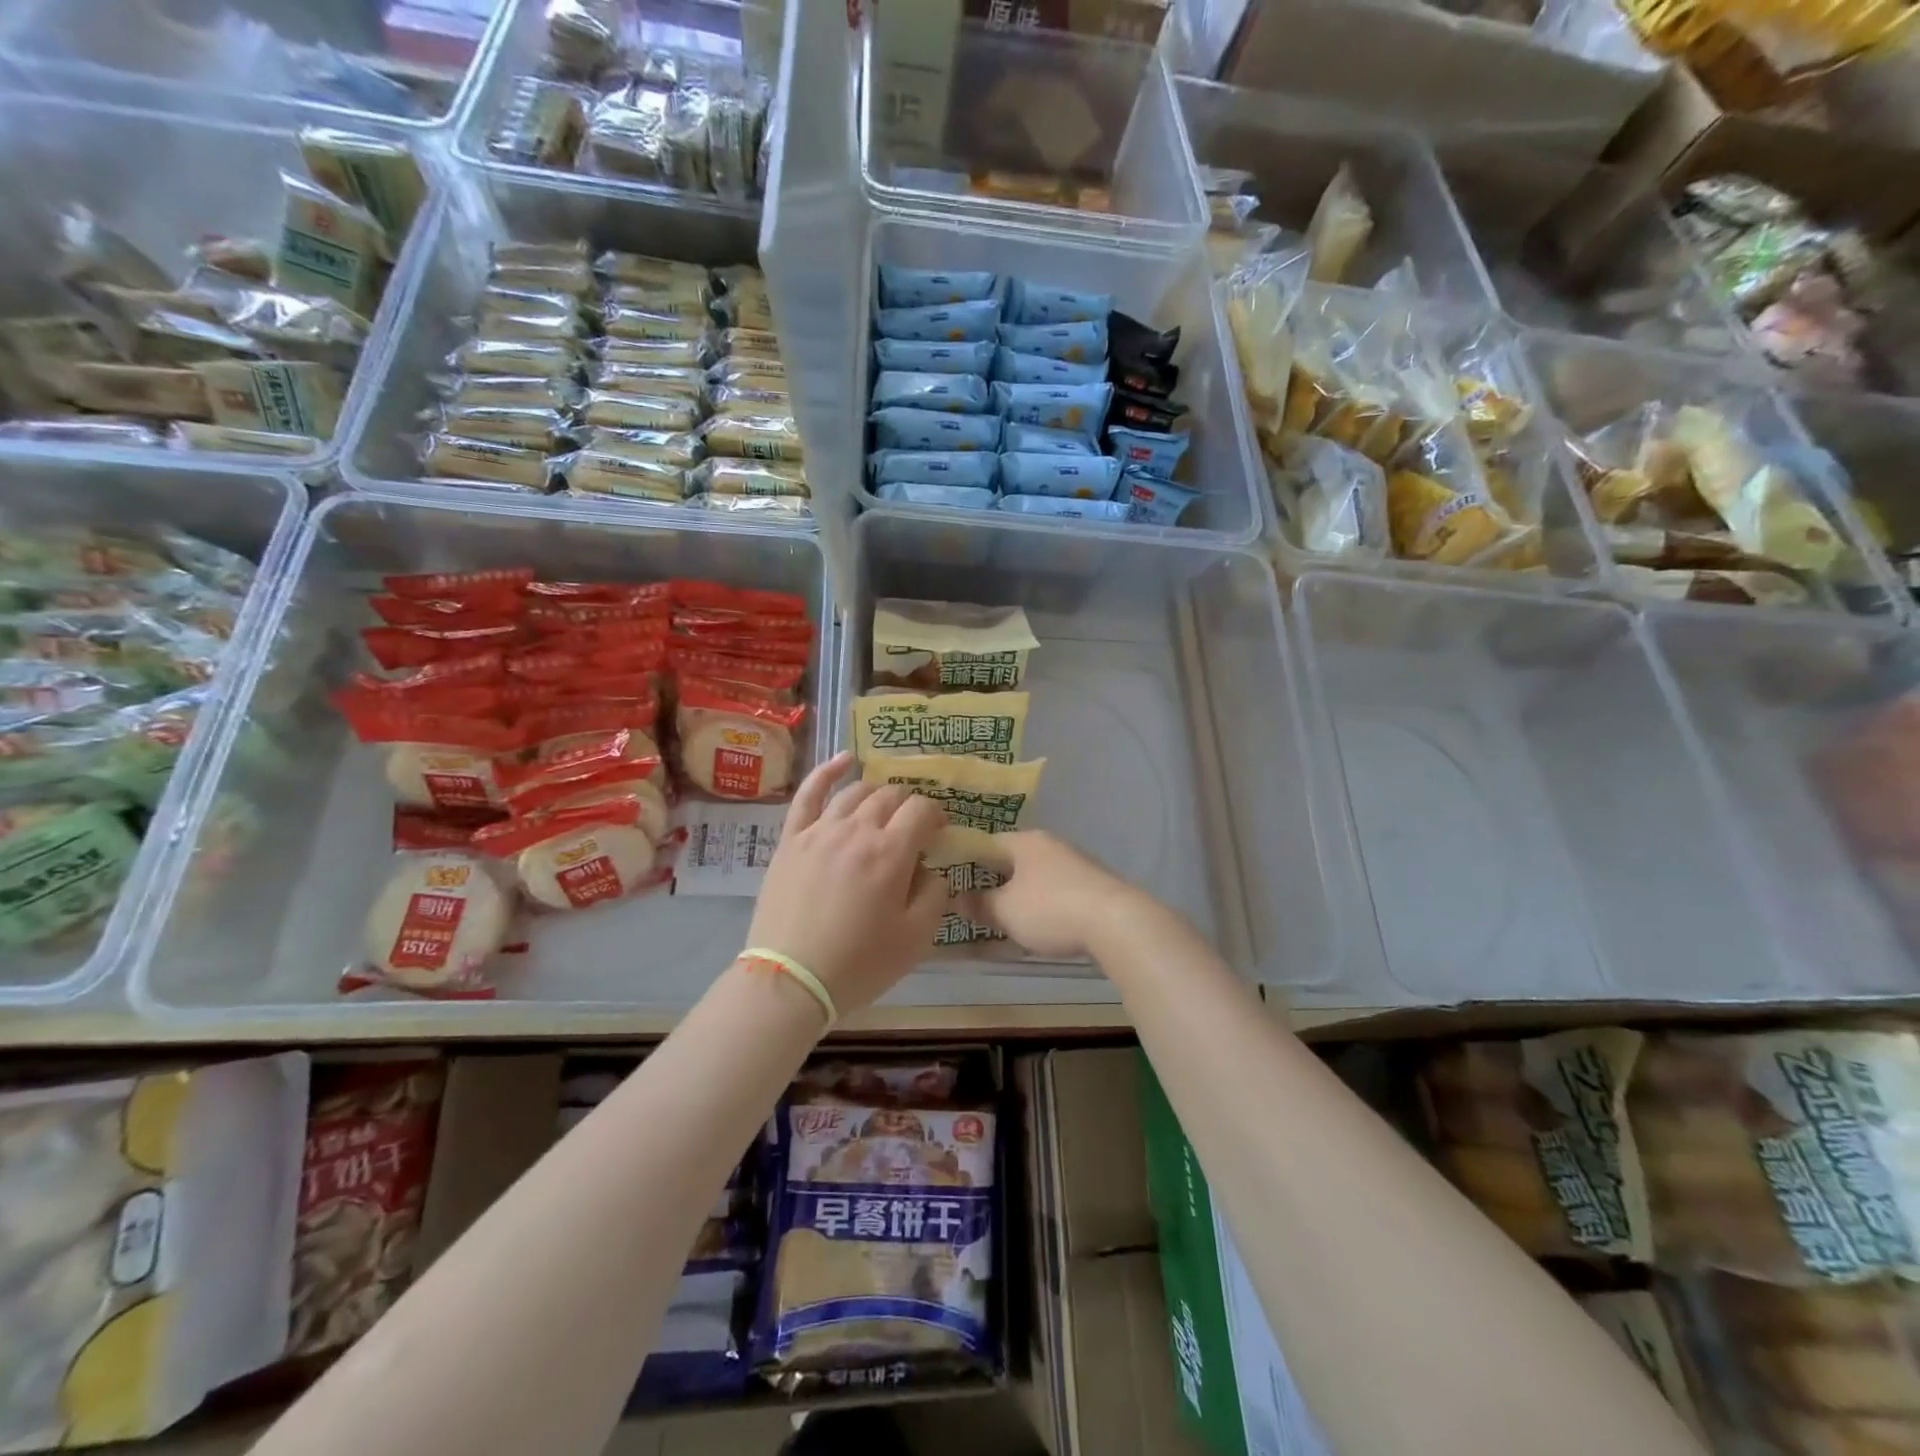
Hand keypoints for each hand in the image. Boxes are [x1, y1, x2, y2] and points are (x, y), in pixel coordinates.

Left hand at [745, 752, 950, 1014]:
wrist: (790, 979)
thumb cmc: (859, 963)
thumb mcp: (916, 939)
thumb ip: (934, 895)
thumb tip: (932, 869)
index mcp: (891, 852)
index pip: (921, 810)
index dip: (936, 815)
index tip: (939, 831)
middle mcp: (856, 830)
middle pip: (890, 796)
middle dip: (909, 804)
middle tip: (913, 824)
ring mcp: (819, 830)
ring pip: (855, 792)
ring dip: (877, 792)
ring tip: (886, 803)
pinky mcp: (791, 839)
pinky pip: (809, 794)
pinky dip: (827, 771)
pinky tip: (844, 759)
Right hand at [973, 830, 1142, 959]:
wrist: (1117, 923)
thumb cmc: (1051, 909)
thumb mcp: (1005, 911)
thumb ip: (980, 904)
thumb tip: (960, 901)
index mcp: (1025, 841)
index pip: (986, 842)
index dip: (966, 860)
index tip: (951, 881)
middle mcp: (1051, 845)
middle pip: (1012, 860)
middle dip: (993, 882)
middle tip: (973, 905)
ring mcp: (1076, 864)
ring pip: (1035, 878)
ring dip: (1019, 897)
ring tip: (1002, 921)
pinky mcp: (1093, 887)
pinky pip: (1056, 894)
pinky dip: (1042, 908)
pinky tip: (1037, 928)